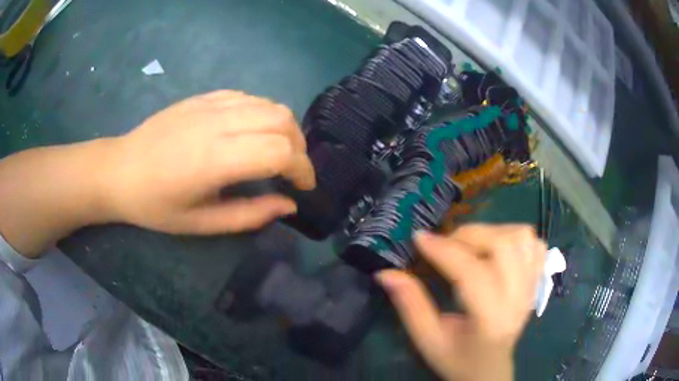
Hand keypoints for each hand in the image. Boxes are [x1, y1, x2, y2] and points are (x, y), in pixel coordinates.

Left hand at [100, 90, 314, 233]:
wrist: (120, 170)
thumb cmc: (155, 205)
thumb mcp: (201, 224)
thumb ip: (249, 215)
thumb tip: (288, 205)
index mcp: (215, 159)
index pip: (280, 151)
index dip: (302, 169)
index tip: (303, 188)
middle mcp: (218, 123)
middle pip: (282, 120)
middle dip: (299, 148)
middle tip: (293, 172)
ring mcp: (211, 104)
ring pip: (270, 104)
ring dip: (285, 128)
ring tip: (278, 152)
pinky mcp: (204, 96)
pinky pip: (249, 97)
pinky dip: (264, 114)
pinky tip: (253, 132)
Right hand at [376, 224, 545, 380]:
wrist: (490, 370)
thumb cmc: (457, 360)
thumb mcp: (427, 340)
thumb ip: (409, 305)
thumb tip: (386, 273)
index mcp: (490, 320)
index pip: (472, 273)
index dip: (443, 251)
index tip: (419, 238)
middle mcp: (518, 299)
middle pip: (503, 245)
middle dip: (468, 236)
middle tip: (445, 244)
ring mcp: (532, 287)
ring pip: (522, 237)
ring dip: (492, 232)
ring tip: (471, 245)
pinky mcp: (537, 281)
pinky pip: (534, 243)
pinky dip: (515, 237)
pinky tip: (498, 250)